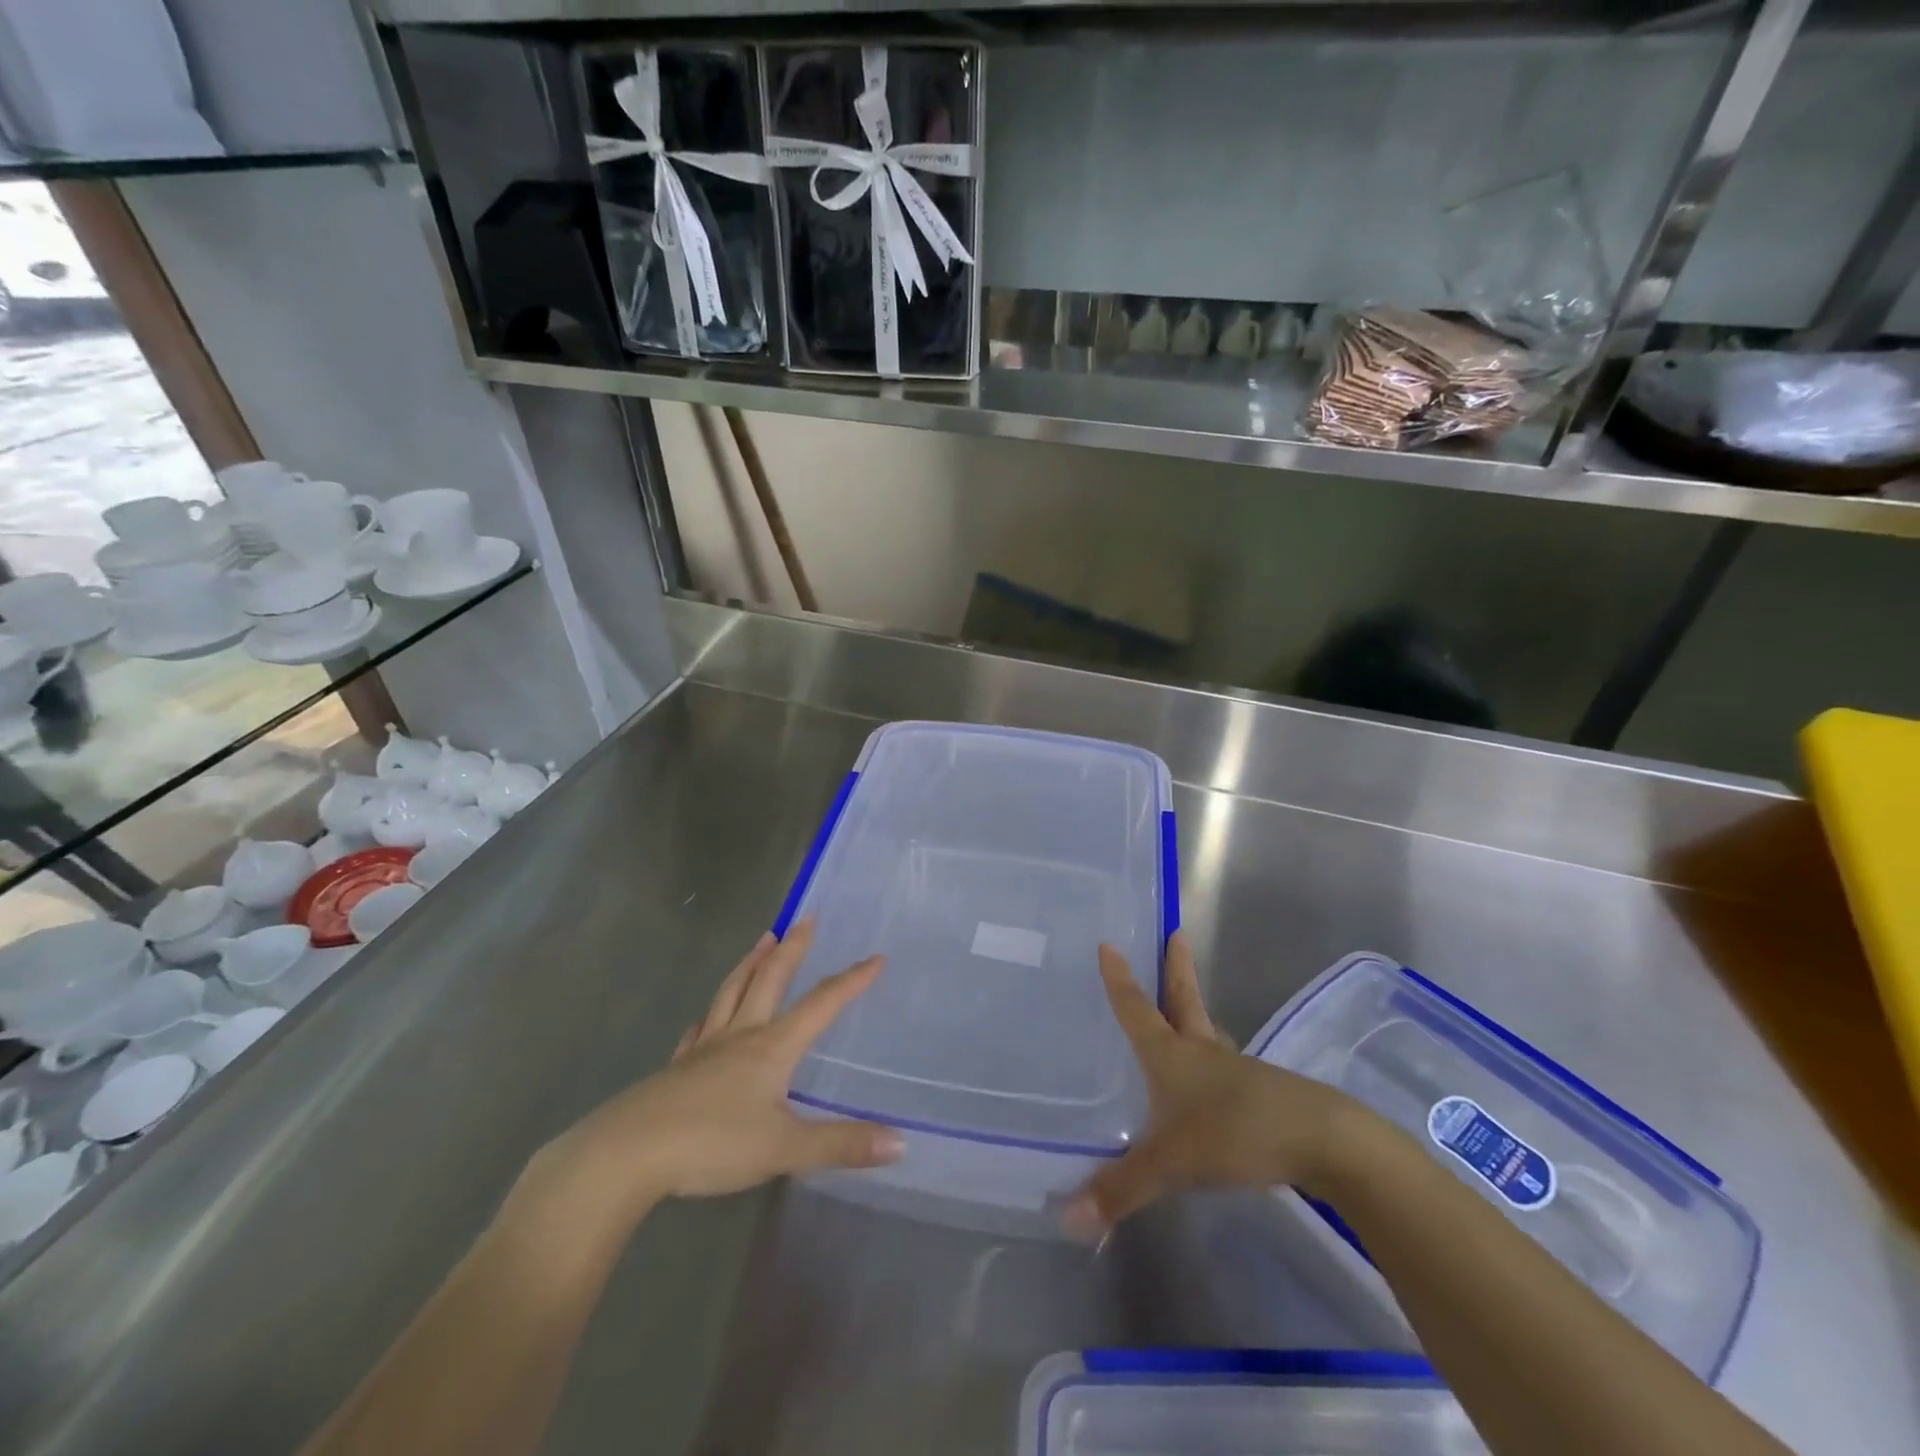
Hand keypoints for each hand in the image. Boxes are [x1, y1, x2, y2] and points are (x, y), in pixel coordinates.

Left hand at [524, 919, 902, 1232]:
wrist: (627, 1154)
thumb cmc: (712, 1144)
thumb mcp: (784, 1148)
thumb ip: (841, 1144)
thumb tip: (900, 1142)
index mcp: (771, 1048)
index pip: (820, 1005)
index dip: (851, 981)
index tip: (875, 957)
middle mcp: (740, 1037)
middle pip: (769, 980)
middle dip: (792, 949)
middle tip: (805, 918)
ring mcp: (703, 1050)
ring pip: (732, 993)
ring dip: (751, 964)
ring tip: (763, 940)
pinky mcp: (675, 1070)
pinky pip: (697, 1031)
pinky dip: (709, 1016)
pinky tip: (704, 1020)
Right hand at [1062, 932, 1363, 1237]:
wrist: (1321, 1140)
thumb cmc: (1235, 1132)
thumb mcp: (1171, 1163)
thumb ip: (1121, 1190)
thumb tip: (1067, 1219)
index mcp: (1172, 1055)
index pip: (1137, 1009)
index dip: (1119, 980)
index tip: (1109, 944)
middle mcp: (1201, 1052)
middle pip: (1185, 1000)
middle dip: (1176, 969)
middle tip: (1176, 934)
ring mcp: (1236, 1071)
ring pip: (1209, 1031)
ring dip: (1196, 1011)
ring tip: (1189, 1004)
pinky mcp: (1261, 1094)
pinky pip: (1227, 1067)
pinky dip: (1215, 1059)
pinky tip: (1216, 1078)